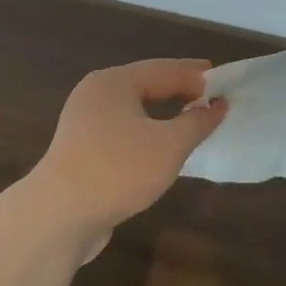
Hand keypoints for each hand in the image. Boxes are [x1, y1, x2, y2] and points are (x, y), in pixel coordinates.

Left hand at [30, 58, 226, 241]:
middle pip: (146, 85)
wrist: (60, 216)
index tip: (226, 82)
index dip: (197, 76)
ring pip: (134, 110)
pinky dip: (148, 132)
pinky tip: (163, 147)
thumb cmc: (119, 170)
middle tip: (213, 98)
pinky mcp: (82, 150)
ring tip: (194, 120)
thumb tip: (217, 105)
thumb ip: (197, 122)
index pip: (165, 69)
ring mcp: (85, 123)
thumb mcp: (169, 145)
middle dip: (180, 91)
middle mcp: (96, 95)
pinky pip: (124, 131)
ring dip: (164, 113)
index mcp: (114, 82)